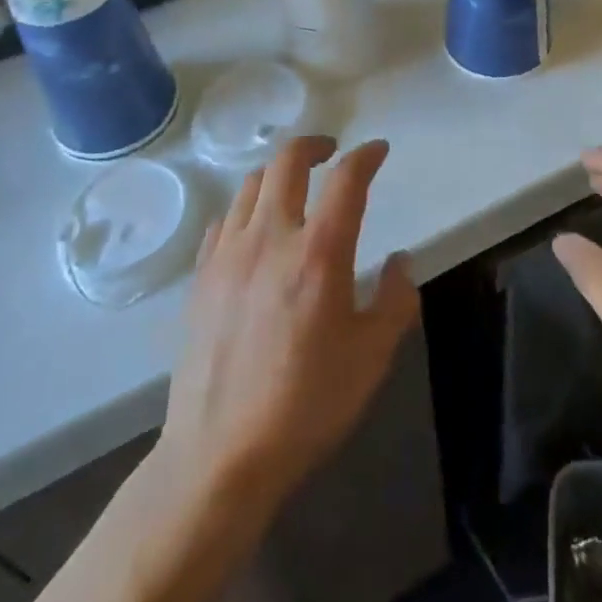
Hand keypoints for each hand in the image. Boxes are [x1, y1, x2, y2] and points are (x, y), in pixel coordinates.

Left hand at [161, 136, 418, 508]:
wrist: (220, 456)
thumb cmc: (306, 404)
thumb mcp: (372, 357)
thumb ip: (396, 300)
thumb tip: (400, 261)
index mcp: (318, 252)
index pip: (346, 179)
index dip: (366, 156)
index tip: (378, 151)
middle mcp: (271, 237)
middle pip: (287, 162)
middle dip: (313, 145)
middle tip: (331, 152)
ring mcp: (228, 254)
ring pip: (251, 184)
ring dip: (278, 173)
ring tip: (293, 187)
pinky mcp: (200, 277)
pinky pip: (224, 220)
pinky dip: (246, 209)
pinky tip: (255, 230)